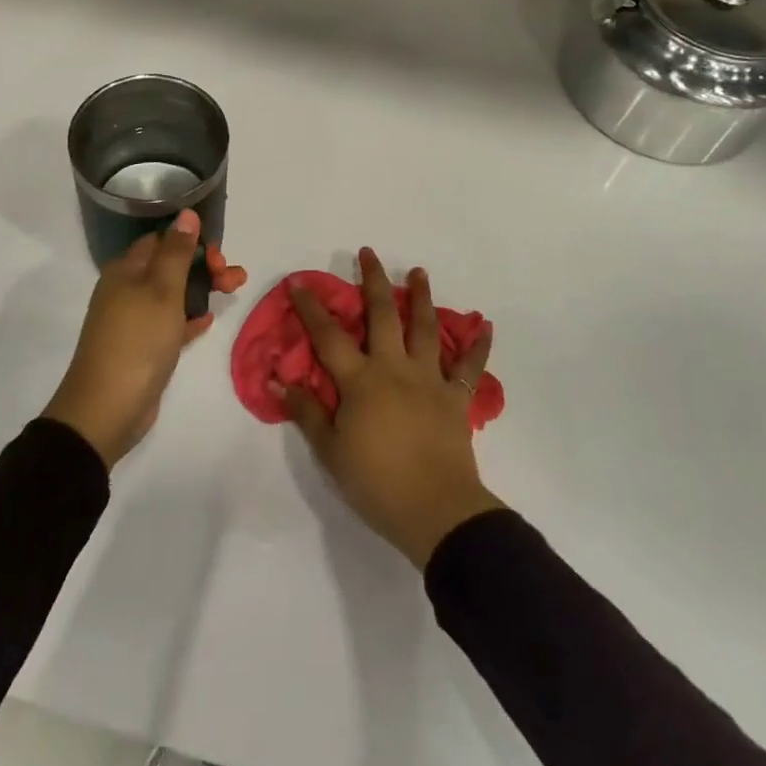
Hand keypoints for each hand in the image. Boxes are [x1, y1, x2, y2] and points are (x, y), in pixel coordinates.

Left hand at [44, 209, 246, 467]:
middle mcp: (126, 289)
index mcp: (126, 269)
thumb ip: (177, 251)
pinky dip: (188, 317)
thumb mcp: (162, 290)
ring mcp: (133, 319)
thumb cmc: (137, 340)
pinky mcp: (142, 347)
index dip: (191, 241)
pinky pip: (169, 323)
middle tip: (234, 278)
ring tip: (235, 291)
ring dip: (202, 289)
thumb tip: (187, 213)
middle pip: (170, 265)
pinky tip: (208, 320)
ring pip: (173, 294)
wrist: (107, 408)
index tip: (218, 255)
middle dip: (204, 266)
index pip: (161, 240)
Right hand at [278, 248, 501, 568]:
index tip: (299, 282)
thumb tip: (279, 379)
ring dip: (422, 297)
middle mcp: (394, 368)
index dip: (311, 308)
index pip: (328, 336)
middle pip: (383, 315)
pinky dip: (478, 346)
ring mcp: (429, 380)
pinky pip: (469, 368)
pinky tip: (486, 327)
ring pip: (426, 329)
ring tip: (419, 272)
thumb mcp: (330, 451)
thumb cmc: (376, 482)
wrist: (436, 512)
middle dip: (373, 281)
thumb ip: (306, 411)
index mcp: (360, 381)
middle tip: (369, 253)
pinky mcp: (455, 398)